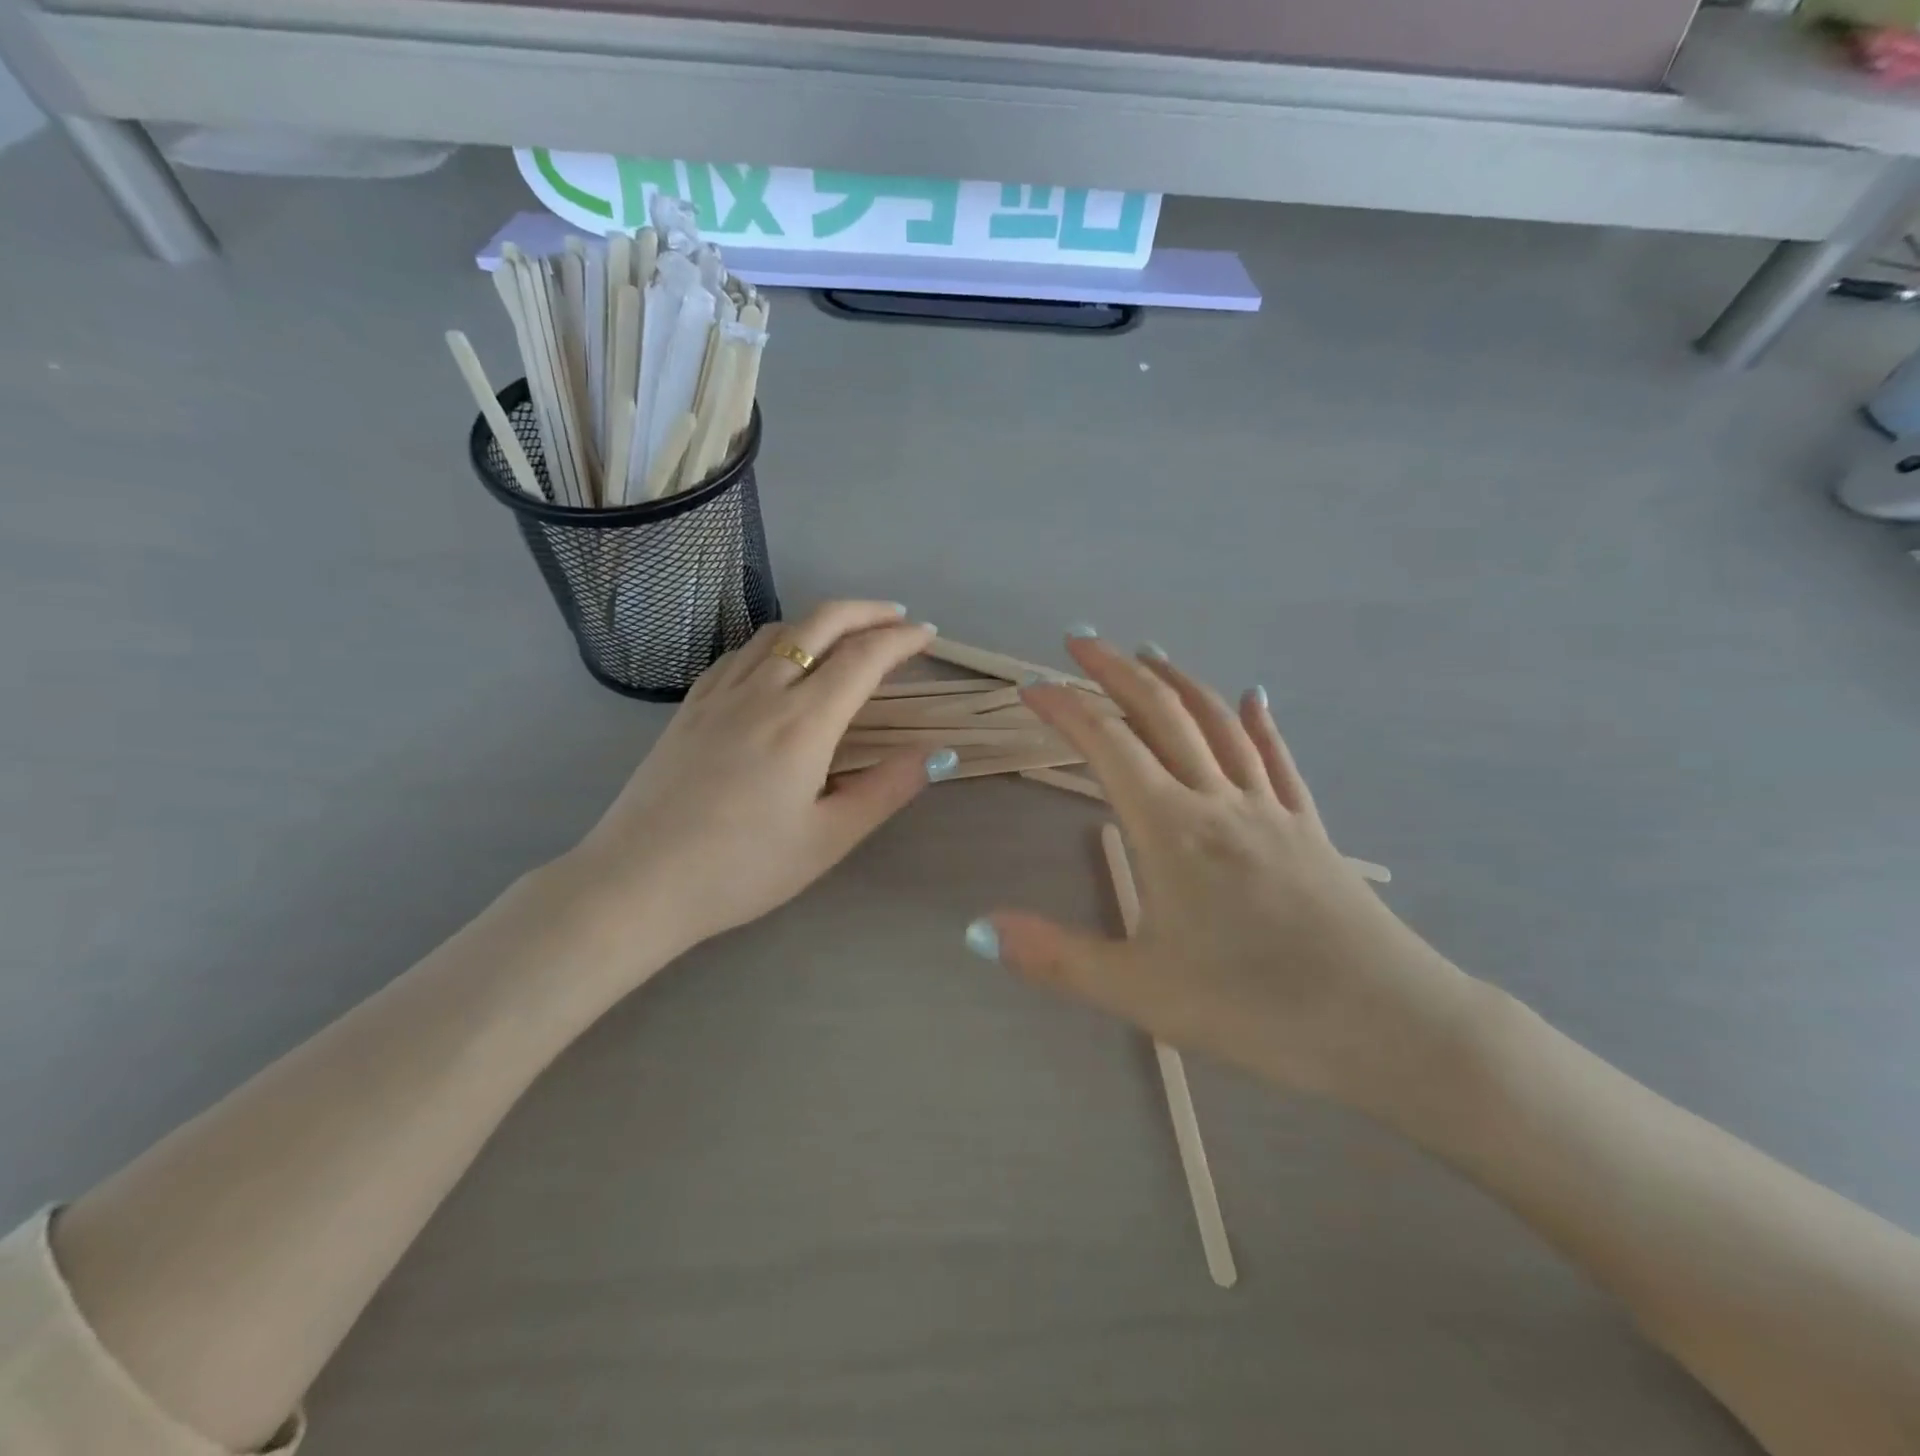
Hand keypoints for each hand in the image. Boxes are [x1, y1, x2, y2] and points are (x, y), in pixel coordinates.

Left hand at [558, 601, 945, 974]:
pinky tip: (778, 659)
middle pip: (820, 623)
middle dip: (866, 611)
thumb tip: (935, 753)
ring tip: (846, 634)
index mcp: (804, 722)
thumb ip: (886, 790)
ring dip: (820, 620)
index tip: (928, 636)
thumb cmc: (741, 868)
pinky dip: (775, 640)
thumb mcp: (827, 839)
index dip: (902, 639)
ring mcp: (720, 694)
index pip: (864, 658)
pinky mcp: (690, 706)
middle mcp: (763, 691)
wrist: (638, 881)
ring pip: (777, 630)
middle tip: (898, 617)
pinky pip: (740, 652)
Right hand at [971, 633, 1483, 1111]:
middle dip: (1116, 671)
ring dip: (1178, 681)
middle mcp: (1219, 800)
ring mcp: (1271, 809)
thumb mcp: (1142, 992)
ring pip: (1219, 723)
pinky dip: (1259, 722)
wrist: (1391, 1026)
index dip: (1065, 708)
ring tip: (1149, 653)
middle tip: (1080, 640)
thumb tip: (978, 930)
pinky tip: (1254, 697)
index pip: (1107, 745)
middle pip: (1162, 714)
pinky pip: (1278, 760)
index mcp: (1172, 828)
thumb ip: (1056, 958)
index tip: (1030, 687)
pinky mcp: (1309, 829)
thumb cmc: (1258, 1009)